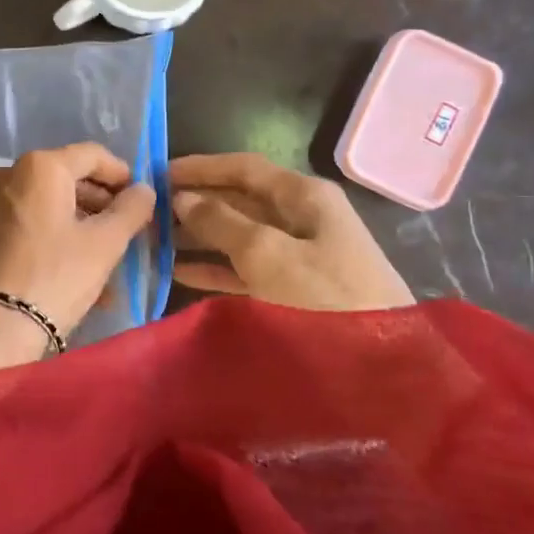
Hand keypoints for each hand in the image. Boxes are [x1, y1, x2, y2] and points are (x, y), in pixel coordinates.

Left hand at [0, 144, 156, 341]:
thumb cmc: (52, 278)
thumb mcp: (104, 244)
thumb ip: (131, 210)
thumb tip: (143, 190)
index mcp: (40, 167)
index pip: (93, 154)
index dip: (122, 174)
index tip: (141, 201)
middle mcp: (8, 174)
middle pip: (68, 179)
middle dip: (101, 205)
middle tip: (127, 232)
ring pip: (48, 206)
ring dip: (80, 227)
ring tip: (106, 264)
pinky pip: (27, 225)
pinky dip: (54, 239)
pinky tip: (74, 274)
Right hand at [169, 152, 413, 311]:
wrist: (384, 365)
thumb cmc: (325, 298)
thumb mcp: (268, 254)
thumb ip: (222, 223)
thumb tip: (184, 198)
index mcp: (304, 195)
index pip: (244, 168)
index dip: (201, 167)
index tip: (158, 173)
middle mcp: (303, 218)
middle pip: (241, 200)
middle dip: (197, 203)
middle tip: (150, 211)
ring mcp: (301, 255)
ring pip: (241, 236)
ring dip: (201, 237)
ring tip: (156, 241)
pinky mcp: (296, 290)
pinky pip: (248, 269)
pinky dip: (217, 268)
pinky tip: (181, 273)